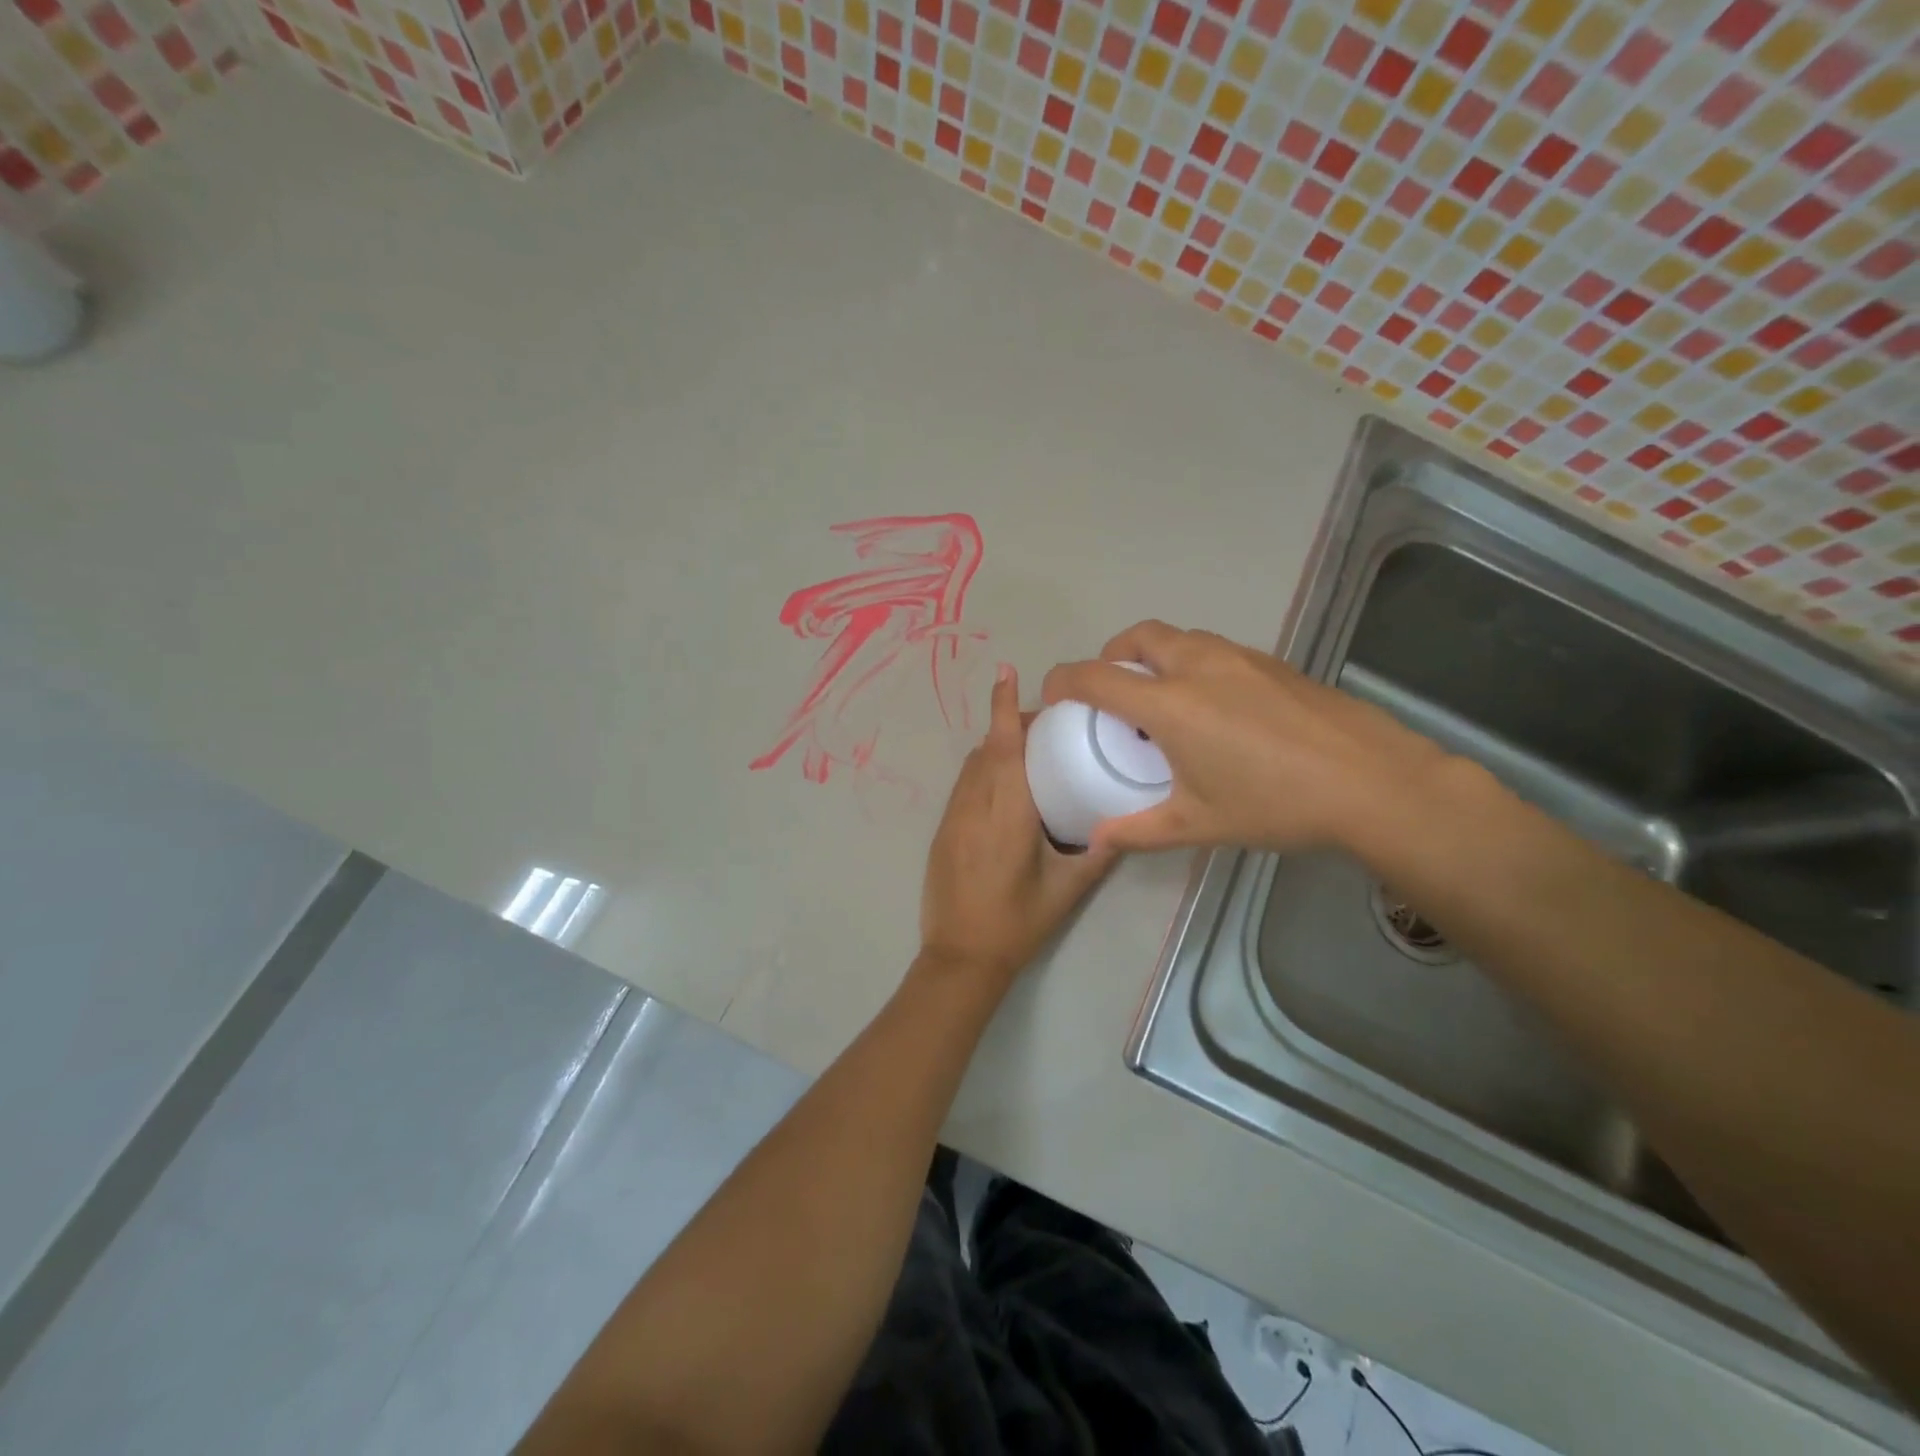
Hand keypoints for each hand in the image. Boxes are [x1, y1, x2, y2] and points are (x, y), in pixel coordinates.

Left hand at [919, 665, 1119, 984]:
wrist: (960, 956)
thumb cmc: (1017, 921)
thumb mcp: (1066, 889)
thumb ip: (1097, 855)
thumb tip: (1121, 827)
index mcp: (1006, 812)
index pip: (1002, 745)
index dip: (1002, 706)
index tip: (1006, 672)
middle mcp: (974, 804)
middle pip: (987, 748)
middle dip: (1009, 724)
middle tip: (1044, 724)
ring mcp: (953, 817)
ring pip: (971, 765)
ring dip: (994, 748)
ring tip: (1027, 752)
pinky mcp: (942, 831)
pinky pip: (963, 786)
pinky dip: (982, 771)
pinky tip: (1004, 790)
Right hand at [1040, 621, 1455, 856]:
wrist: (1372, 781)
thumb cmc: (1275, 804)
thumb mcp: (1198, 824)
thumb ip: (1138, 830)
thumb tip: (1096, 841)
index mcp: (1170, 704)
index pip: (1096, 676)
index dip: (1063, 680)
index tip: (1053, 697)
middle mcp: (1197, 667)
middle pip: (1137, 636)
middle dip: (1110, 655)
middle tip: (1110, 691)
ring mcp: (1238, 658)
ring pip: (1178, 637)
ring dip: (1153, 655)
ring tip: (1160, 697)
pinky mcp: (1271, 662)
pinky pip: (1212, 649)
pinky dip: (1191, 663)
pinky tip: (1213, 706)